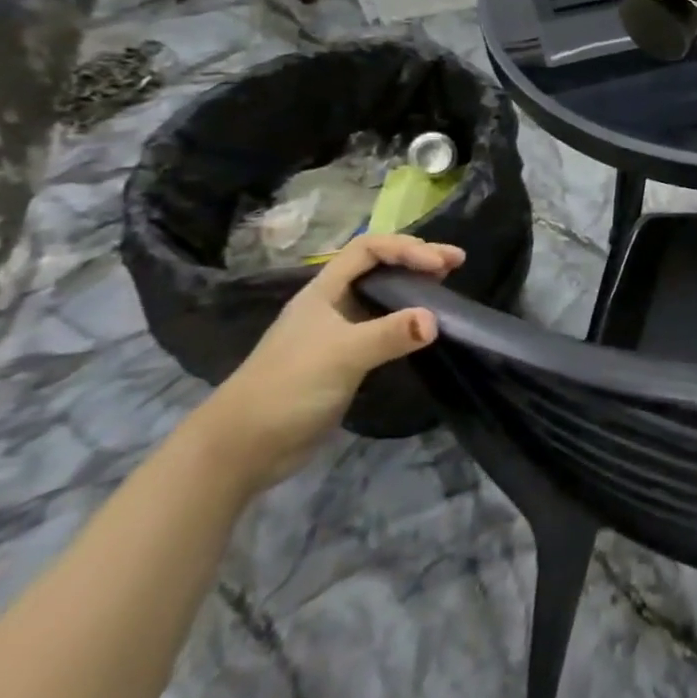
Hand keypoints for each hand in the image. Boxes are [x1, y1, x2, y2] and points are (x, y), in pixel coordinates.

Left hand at [194, 234, 463, 492]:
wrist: (241, 449)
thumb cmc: (287, 387)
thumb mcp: (342, 355)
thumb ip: (389, 335)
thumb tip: (436, 320)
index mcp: (324, 291)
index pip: (368, 249)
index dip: (406, 248)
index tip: (439, 264)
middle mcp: (332, 304)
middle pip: (378, 266)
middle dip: (417, 259)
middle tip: (455, 263)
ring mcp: (337, 332)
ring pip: (382, 296)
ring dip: (414, 287)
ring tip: (445, 286)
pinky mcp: (344, 360)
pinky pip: (383, 326)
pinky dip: (407, 319)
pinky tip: (424, 327)